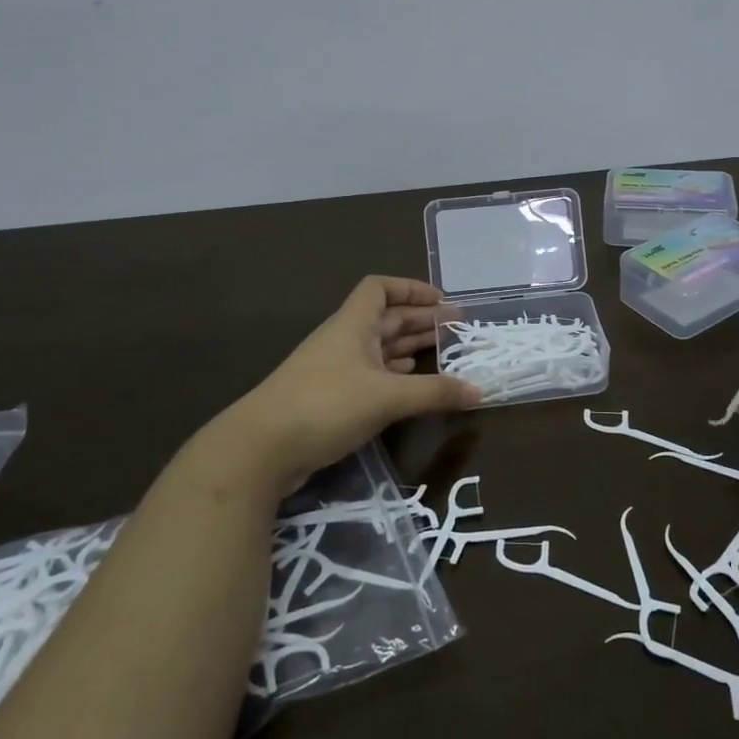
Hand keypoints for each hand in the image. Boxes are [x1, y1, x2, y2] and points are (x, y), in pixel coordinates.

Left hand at [205, 277, 477, 493]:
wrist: (259, 450)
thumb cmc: (325, 405)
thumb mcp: (387, 397)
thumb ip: (435, 393)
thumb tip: (480, 391)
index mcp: (353, 325)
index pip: (379, 288)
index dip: (411, 288)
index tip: (442, 301)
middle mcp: (344, 341)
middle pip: (386, 319)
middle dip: (421, 321)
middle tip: (458, 329)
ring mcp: (334, 371)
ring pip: (379, 349)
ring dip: (410, 348)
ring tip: (443, 354)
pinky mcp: (330, 400)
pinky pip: (371, 377)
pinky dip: (395, 376)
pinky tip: (412, 385)